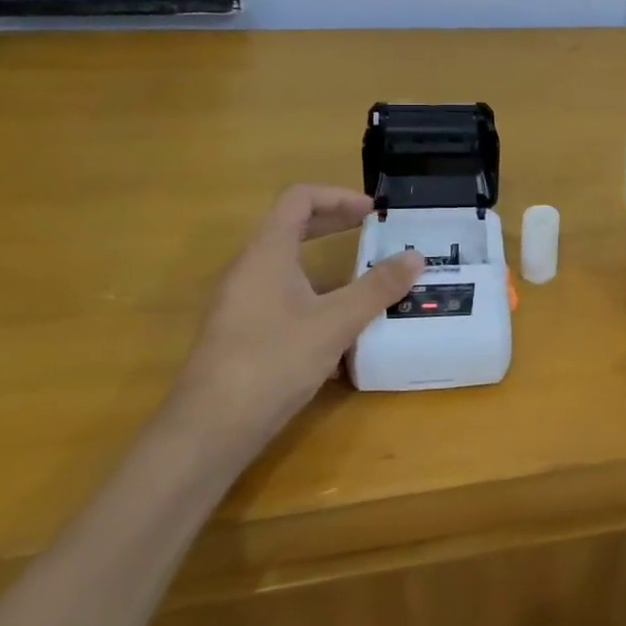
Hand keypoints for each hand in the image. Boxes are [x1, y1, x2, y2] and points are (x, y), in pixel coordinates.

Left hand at [162, 185, 422, 462]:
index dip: (338, 196)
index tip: (373, 212)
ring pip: (288, 266)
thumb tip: (416, 256)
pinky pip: (283, 296)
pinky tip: (341, 329)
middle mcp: (249, 269)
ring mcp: (241, 301)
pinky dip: (315, 296)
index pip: (299, 199)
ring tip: (366, 281)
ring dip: (328, 264)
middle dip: (336, 225)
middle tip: (375, 234)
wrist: (209, 429)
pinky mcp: (242, 331)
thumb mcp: (336, 322)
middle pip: (292, 227)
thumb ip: (377, 287)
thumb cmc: (273, 361)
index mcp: (267, 252)